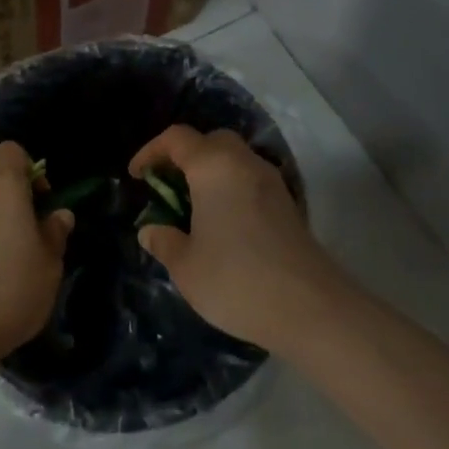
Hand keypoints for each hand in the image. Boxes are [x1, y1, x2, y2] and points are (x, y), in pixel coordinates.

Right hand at [130, 126, 343, 352]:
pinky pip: (250, 181)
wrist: (311, 309)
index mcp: (213, 167)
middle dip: (185, 156)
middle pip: (211, 141)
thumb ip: (163, 241)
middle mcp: (244, 164)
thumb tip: (150, 230)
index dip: (151, 152)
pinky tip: (221, 223)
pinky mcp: (288, 206)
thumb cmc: (236, 279)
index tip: (137, 176)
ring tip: (191, 207)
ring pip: (235, 160)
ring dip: (210, 173)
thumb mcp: (185, 266)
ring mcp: (272, 183)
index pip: (177, 138)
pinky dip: (230, 189)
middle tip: (167, 185)